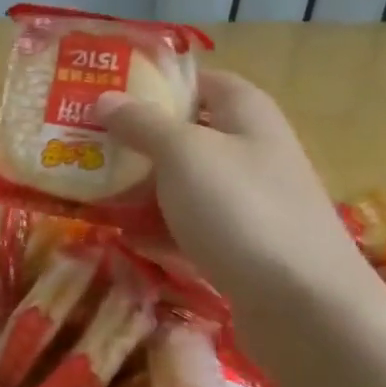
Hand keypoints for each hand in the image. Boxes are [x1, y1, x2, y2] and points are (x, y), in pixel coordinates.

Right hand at [95, 70, 369, 308]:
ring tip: (87, 188)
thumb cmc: (241, 210)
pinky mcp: (239, 244)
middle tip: (82, 143)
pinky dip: (156, 228)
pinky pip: (187, 225)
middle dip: (135, 139)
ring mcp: (247, 201)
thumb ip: (141, 123)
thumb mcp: (183, 154)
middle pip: (185, 134)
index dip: (155, 83)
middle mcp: (250, 150)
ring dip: (139, 186)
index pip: (199, 81)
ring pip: (182, 183)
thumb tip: (105, 98)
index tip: (105, 93)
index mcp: (245, 114)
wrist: (303, 305)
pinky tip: (121, 236)